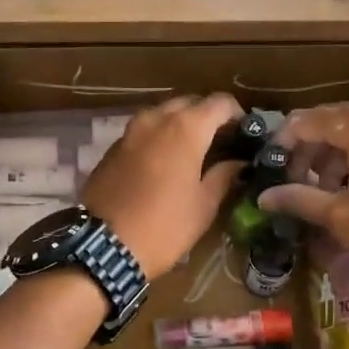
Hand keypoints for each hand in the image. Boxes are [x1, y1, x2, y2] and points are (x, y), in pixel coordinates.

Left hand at [80, 94, 244, 279]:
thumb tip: (238, 162)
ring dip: (181, 124)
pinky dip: (159, 136)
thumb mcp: (203, 205)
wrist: (103, 246)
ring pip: (163, 113)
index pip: (220, 102)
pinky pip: (144, 130)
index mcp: (185, 128)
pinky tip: (165, 162)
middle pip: (190, 102)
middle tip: (221, 142)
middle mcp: (156, 119)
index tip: (245, 134)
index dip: (237, 114)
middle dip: (208, 116)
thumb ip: (224, 176)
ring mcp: (130, 130)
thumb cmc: (164, 226)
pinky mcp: (113, 147)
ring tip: (194, 151)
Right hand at [258, 101, 348, 279]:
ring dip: (331, 156)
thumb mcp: (346, 216)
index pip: (303, 121)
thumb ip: (300, 201)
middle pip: (328, 122)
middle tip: (293, 185)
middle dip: (306, 152)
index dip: (281, 144)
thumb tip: (263, 197)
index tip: (268, 170)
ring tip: (323, 192)